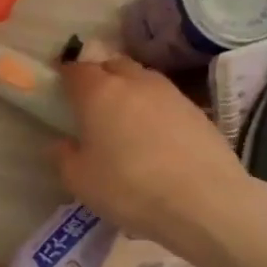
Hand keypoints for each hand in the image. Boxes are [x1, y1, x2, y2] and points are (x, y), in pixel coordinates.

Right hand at [54, 55, 264, 263]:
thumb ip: (64, 157)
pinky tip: (156, 136)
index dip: (65, 76)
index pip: (75, 69)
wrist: (205, 202)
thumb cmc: (130, 188)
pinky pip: (166, 100)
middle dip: (100, 76)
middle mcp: (134, 82)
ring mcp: (170, 93)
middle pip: (112, 65)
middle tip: (92, 102)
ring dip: (130, 90)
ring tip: (126, 119)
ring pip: (142, 79)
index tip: (60, 88)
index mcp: (98, 92)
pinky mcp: (197, 110)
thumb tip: (63, 143)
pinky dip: (155, 110)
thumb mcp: (80, 181)